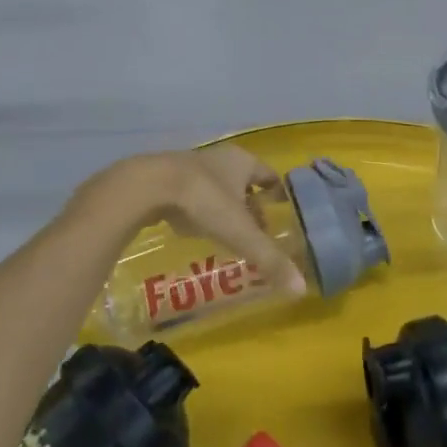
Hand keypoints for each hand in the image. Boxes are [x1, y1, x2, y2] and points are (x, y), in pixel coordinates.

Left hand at [87, 145, 304, 294]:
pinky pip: (190, 194)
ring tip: (228, 234)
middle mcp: (219, 158)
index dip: (278, 194)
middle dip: (251, 205)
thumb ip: (269, 259)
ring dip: (223, 207)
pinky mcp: (165, 178)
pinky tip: (195, 229)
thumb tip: (300, 288)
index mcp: (242, 162)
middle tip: (257, 232)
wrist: (146, 187)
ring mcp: (190, 165)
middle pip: (243, 181)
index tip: (284, 213)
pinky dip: (198, 210)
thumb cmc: (202, 200)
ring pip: (216, 187)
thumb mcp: (239, 232)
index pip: (269, 175)